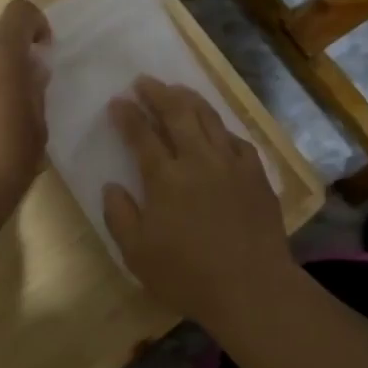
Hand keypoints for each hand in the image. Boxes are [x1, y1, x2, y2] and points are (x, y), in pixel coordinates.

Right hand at [101, 77, 293, 324]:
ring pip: (209, 117)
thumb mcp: (137, 254)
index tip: (117, 100)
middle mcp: (198, 159)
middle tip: (144, 81)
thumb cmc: (187, 275)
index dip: (127, 115)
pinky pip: (236, 139)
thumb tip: (111, 186)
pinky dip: (221, 127)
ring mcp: (231, 163)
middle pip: (177, 113)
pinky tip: (217, 128)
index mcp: (165, 177)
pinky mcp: (256, 173)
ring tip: (177, 89)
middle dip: (157, 93)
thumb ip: (119, 216)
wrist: (252, 287)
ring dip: (189, 99)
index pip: (141, 135)